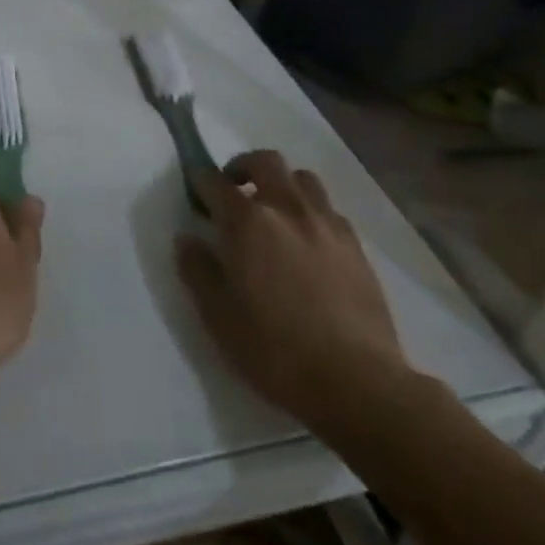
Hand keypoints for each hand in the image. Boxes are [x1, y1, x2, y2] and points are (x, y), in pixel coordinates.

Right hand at [177, 149, 409, 431]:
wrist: (358, 383)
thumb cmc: (276, 351)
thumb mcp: (218, 317)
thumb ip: (198, 270)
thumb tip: (187, 239)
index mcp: (247, 221)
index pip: (214, 181)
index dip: (200, 182)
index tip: (195, 191)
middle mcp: (286, 208)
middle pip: (265, 161)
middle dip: (244, 167)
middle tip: (234, 190)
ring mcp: (325, 224)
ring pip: (302, 178)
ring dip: (282, 184)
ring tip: (275, 211)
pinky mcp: (356, 246)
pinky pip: (330, 210)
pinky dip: (312, 212)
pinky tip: (309, 241)